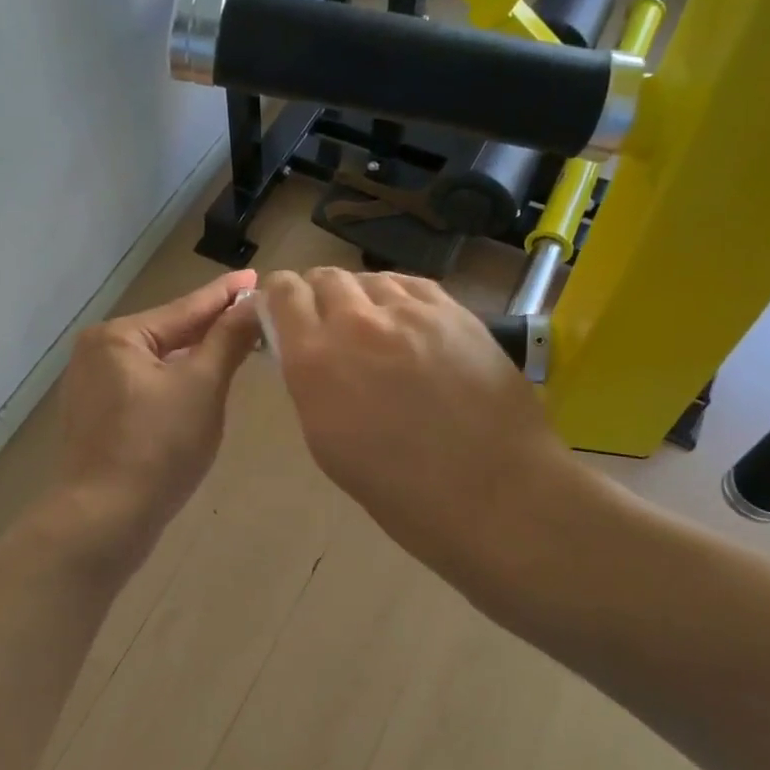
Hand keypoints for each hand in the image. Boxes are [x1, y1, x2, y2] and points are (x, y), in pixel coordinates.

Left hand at [54, 270, 260, 542]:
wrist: (103, 520)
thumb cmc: (157, 447)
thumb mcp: (202, 387)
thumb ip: (227, 340)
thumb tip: (254, 302)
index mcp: (118, 336)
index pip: (185, 308)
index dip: (225, 295)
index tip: (256, 276)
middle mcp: (97, 352)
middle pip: (169, 333)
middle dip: (211, 327)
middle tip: (255, 315)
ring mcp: (92, 386)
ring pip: (157, 362)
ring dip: (195, 357)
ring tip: (235, 345)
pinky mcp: (96, 417)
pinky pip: (145, 386)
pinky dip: (174, 383)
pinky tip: (199, 385)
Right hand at [258, 267, 596, 590]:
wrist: (492, 493)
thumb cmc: (399, 489)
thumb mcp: (326, 441)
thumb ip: (310, 382)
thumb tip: (307, 353)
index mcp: (316, 359)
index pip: (283, 292)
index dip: (277, 298)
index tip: (281, 314)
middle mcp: (357, 323)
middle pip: (325, 277)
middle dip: (317, 296)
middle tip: (326, 324)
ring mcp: (410, 312)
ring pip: (369, 278)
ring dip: (359, 297)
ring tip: (370, 326)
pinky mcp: (454, 311)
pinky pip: (410, 285)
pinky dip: (396, 297)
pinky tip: (405, 322)